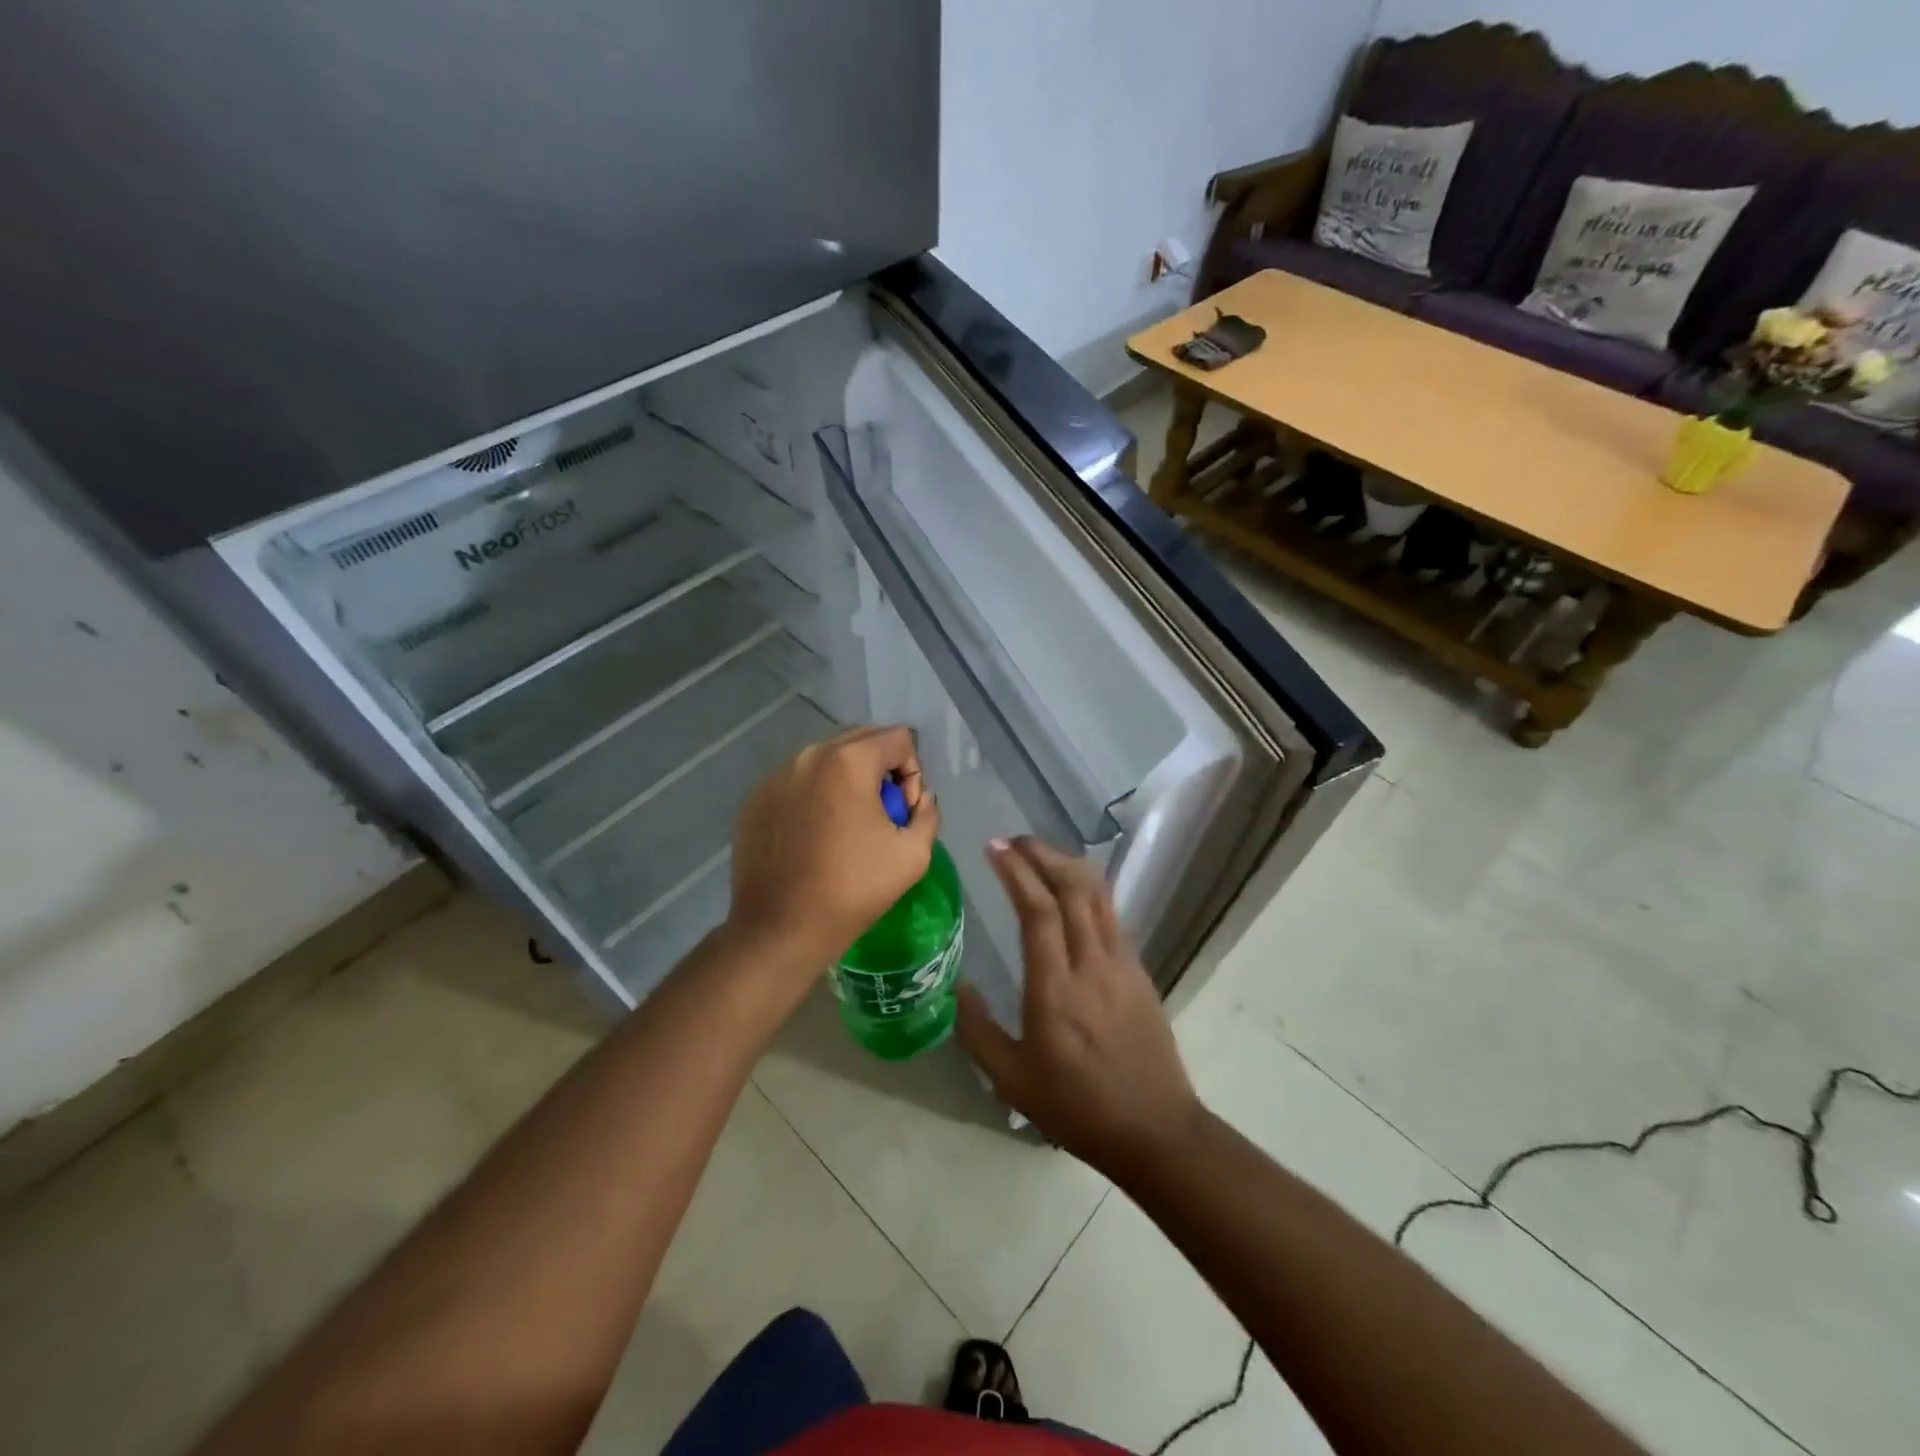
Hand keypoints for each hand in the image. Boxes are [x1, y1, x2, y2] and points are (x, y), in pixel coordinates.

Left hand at [728, 724, 938, 974]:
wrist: (781, 928)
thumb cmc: (853, 889)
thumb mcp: (913, 854)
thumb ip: (927, 813)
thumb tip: (918, 799)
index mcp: (849, 761)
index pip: (899, 738)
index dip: (913, 772)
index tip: (902, 812)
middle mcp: (809, 756)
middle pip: (861, 739)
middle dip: (881, 768)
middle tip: (881, 814)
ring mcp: (776, 776)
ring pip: (826, 759)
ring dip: (847, 780)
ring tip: (847, 826)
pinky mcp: (755, 799)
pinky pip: (797, 782)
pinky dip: (814, 797)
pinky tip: (814, 837)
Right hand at [956, 837, 1202, 1176]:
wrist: (1154, 1129)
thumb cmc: (1076, 1106)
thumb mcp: (1011, 1080)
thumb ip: (978, 1031)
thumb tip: (960, 986)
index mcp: (1056, 988)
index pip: (1037, 910)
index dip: (1016, 871)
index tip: (994, 847)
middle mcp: (1092, 964)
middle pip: (1072, 888)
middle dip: (1042, 855)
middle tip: (1014, 841)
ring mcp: (1122, 964)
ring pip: (1097, 895)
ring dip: (1068, 865)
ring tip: (1040, 855)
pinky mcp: (1139, 971)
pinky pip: (1111, 915)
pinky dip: (1088, 890)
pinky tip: (1072, 894)